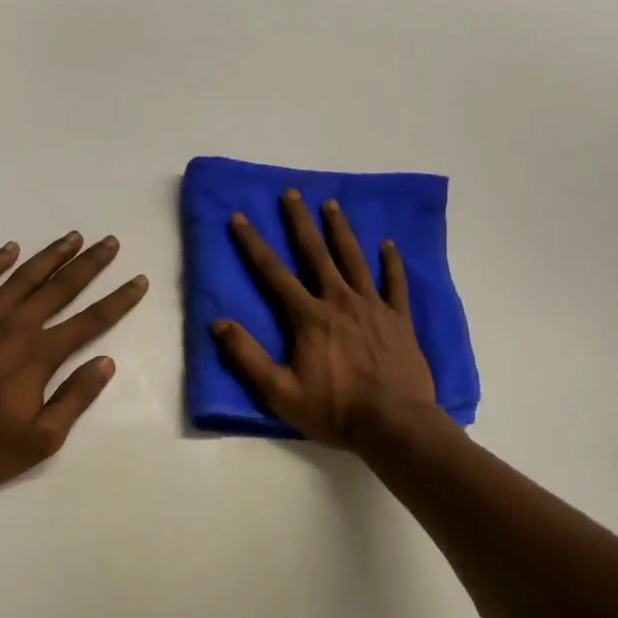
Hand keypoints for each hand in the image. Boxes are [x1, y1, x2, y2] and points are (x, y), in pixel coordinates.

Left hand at [0, 232, 147, 491]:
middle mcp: (15, 327)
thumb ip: (75, 398)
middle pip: (61, 288)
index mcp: (40, 356)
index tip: (139, 280)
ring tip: (73, 237)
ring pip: (22, 278)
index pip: (91, 321)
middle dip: (90, 264)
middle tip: (110, 241)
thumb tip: (106, 362)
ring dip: (50, 256)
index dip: (119, 300)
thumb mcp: (41, 439)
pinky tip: (10, 248)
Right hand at [213, 190, 435, 450]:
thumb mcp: (280, 392)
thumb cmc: (334, 410)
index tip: (240, 218)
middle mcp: (339, 301)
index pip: (273, 273)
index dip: (253, 244)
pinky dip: (392, 263)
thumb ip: (247, 357)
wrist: (394, 424)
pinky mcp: (399, 319)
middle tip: (292, 193)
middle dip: (300, 222)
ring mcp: (373, 307)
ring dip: (341, 231)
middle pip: (316, 253)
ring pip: (354, 259)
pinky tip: (388, 245)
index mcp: (308, 317)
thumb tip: (218, 324)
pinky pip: (395, 283)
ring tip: (332, 205)